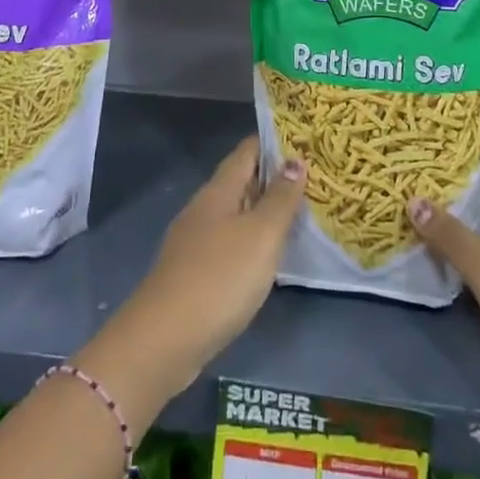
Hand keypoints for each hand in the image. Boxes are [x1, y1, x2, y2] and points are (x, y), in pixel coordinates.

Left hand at [84, 138, 305, 408]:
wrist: (164, 339)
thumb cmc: (220, 277)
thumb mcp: (261, 235)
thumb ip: (280, 198)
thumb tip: (295, 160)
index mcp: (218, 191)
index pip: (247, 152)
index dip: (274, 142)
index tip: (305, 140)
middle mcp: (204, 209)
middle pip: (241, 181)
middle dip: (273, 177)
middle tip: (315, 178)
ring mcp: (195, 241)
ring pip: (235, 214)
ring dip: (264, 211)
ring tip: (300, 214)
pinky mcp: (194, 272)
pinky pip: (229, 243)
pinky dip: (252, 241)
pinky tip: (269, 256)